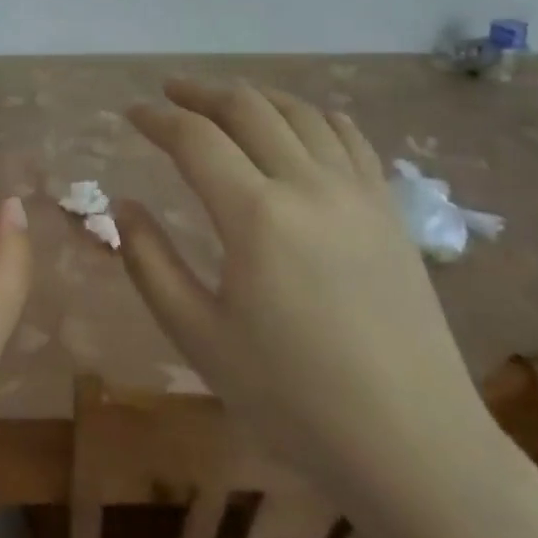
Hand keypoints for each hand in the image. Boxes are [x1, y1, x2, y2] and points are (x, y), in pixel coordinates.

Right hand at [121, 81, 485, 500]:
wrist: (413, 445)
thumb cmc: (293, 398)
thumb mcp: (199, 337)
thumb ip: (150, 263)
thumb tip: (124, 207)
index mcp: (256, 216)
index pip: (195, 138)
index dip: (157, 119)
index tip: (131, 114)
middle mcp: (308, 185)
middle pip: (247, 108)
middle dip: (201, 92)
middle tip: (170, 93)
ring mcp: (357, 193)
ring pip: (300, 112)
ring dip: (255, 96)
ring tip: (226, 101)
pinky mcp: (389, 210)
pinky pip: (350, 138)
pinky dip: (314, 115)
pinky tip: (300, 122)